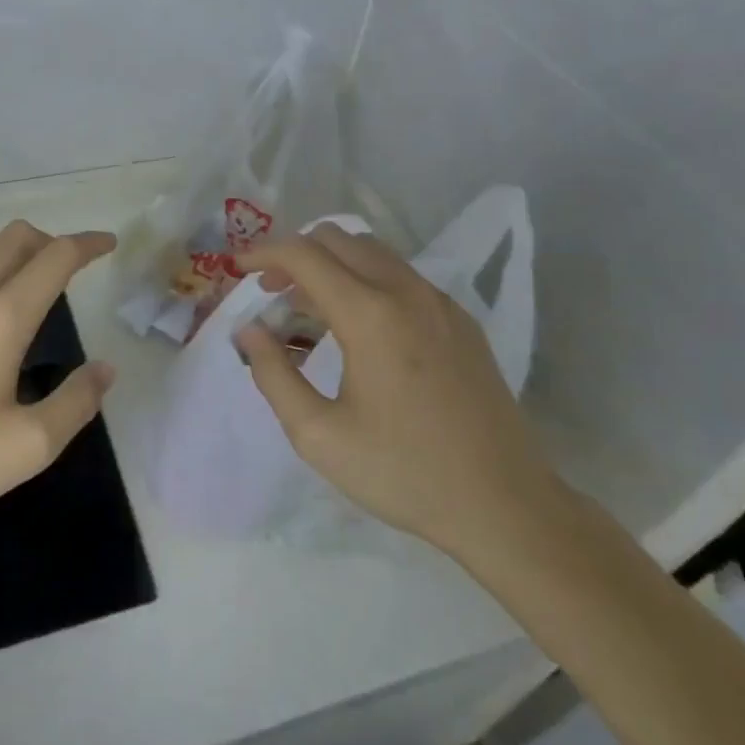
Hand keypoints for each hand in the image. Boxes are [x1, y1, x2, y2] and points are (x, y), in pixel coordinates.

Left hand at [0, 222, 117, 541]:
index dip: (87, 243)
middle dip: (48, 240)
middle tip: (63, 266)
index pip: (56, 256)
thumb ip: (76, 403)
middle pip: (14, 236)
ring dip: (5, 251)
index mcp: (1, 317)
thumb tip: (106, 368)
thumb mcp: (27, 448)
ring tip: (15, 283)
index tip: (106, 243)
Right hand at [234, 224, 559, 562]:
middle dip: (294, 254)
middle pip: (337, 238)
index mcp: (370, 314)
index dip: (263, 253)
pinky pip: (401, 276)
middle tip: (271, 291)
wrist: (507, 506)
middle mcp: (406, 292)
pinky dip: (365, 279)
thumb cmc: (404, 473)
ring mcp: (440, 302)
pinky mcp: (461, 320)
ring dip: (331, 264)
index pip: (304, 254)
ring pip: (372, 251)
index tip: (238, 269)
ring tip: (308, 307)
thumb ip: (273, 374)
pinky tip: (358, 326)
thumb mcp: (319, 436)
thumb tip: (250, 330)